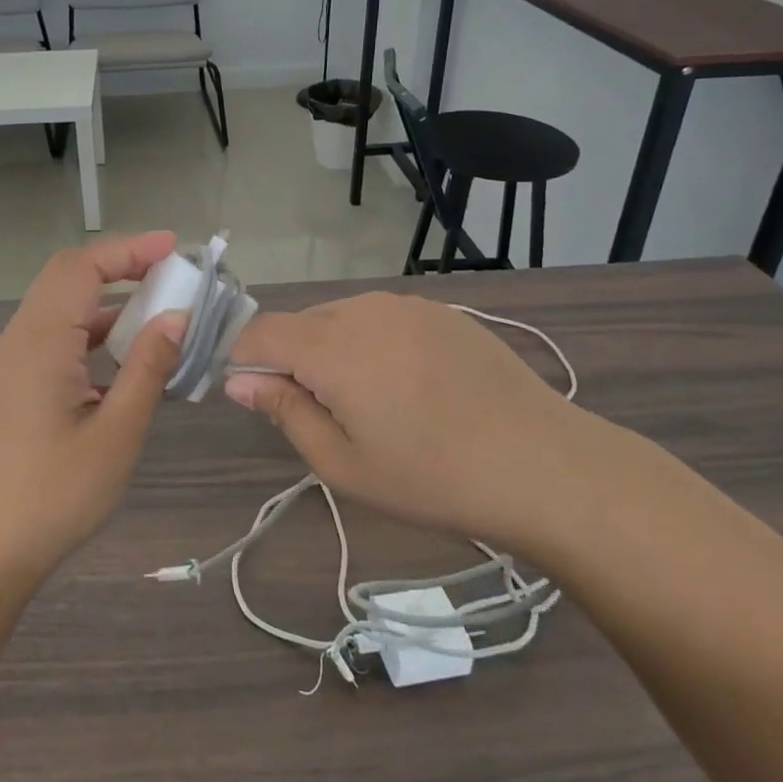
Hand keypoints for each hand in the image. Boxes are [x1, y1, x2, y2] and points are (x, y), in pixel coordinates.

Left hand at [0, 232, 188, 584]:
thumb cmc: (54, 493)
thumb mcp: (116, 432)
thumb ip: (148, 367)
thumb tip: (178, 317)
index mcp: (42, 339)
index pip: (84, 267)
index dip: (130, 249)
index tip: (176, 248)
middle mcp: (22, 337)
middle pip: (69, 276)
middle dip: (120, 265)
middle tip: (171, 272)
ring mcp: (15, 360)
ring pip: (62, 305)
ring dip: (107, 299)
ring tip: (159, 307)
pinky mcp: (17, 383)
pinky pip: (57, 335)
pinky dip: (93, 329)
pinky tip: (127, 353)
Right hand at [224, 292, 604, 552]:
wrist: (543, 465)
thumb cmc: (432, 476)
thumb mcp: (343, 463)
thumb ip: (284, 411)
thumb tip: (239, 380)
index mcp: (330, 345)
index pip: (259, 331)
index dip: (245, 359)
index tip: (258, 397)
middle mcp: (362, 308)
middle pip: (300, 323)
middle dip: (293, 360)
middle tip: (324, 416)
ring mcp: (406, 305)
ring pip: (342, 319)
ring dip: (334, 352)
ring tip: (372, 405)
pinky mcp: (441, 312)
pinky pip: (383, 318)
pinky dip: (374, 344)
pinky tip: (411, 388)